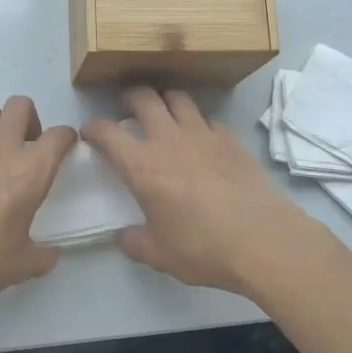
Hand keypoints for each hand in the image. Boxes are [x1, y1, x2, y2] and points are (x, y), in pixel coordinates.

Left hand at [0, 96, 77, 318]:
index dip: (66, 138)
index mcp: (30, 172)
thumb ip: (43, 256)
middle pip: (20, 105)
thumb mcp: (21, 266)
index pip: (59, 136)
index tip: (64, 148)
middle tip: (24, 145)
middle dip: (28, 119)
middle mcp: (1, 147)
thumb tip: (50, 254)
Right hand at [83, 87, 319, 297]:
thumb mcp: (159, 254)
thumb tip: (123, 236)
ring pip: (178, 98)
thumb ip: (134, 242)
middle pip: (144, 98)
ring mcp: (203, 135)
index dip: (93, 128)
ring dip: (165, 100)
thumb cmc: (203, 248)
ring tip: (164, 113)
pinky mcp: (231, 139)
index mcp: (142, 166)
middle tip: (127, 110)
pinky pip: (208, 118)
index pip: (107, 133)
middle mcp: (169, 140)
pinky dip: (199, 122)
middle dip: (130, 98)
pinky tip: (201, 137)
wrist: (263, 240)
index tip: (89, 132)